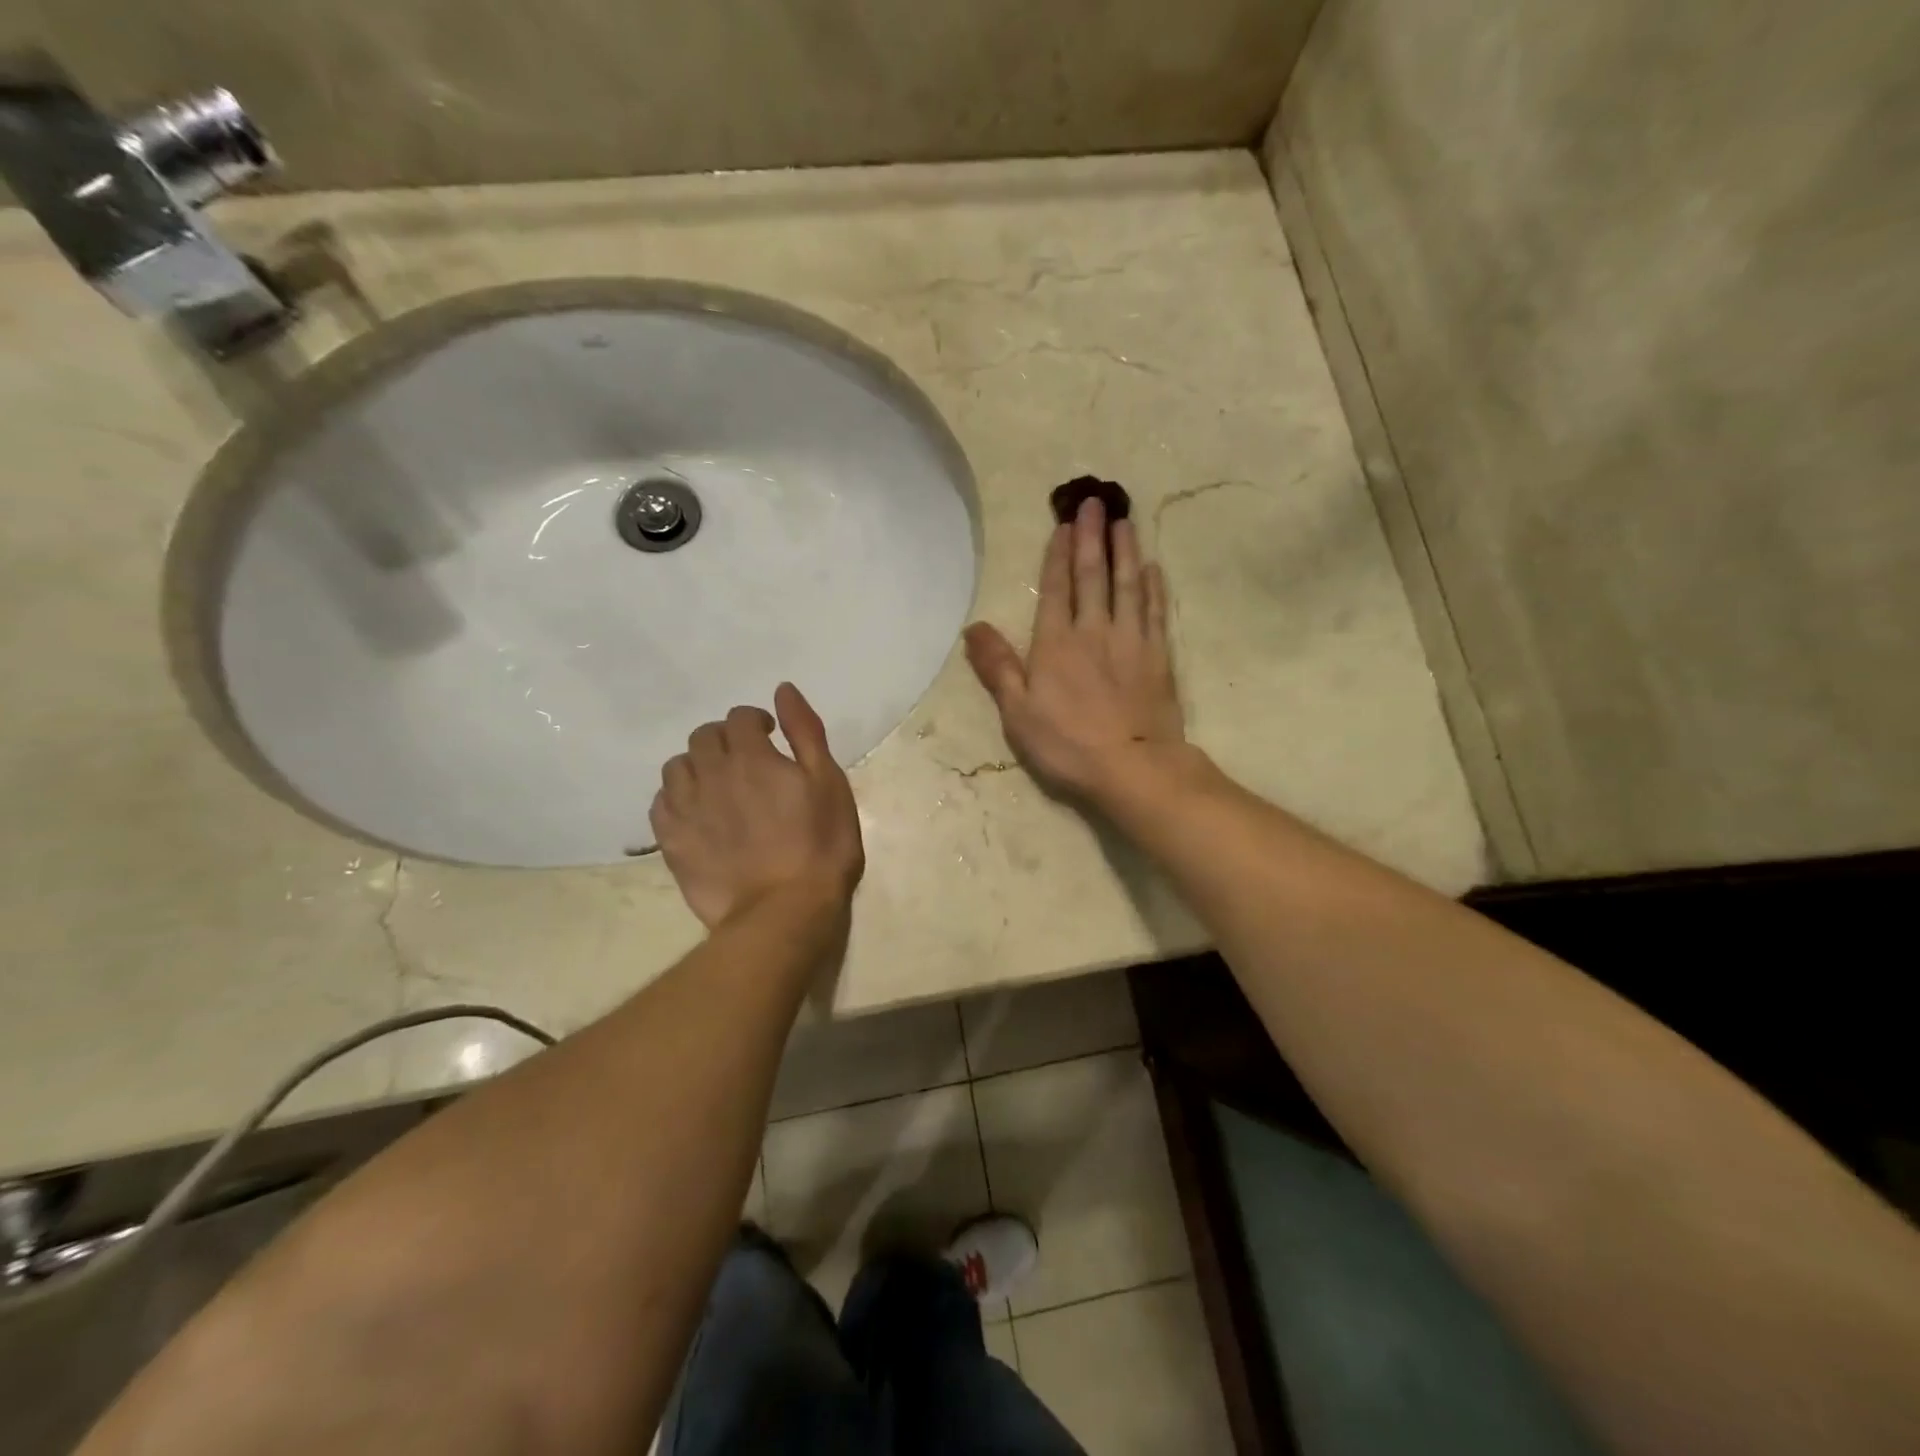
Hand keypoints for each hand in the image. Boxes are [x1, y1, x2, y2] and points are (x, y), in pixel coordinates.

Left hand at [650, 682, 864, 929]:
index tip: (771, 736)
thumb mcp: (829, 783)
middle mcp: (712, 775)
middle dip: (725, 739)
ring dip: (696, 765)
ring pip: (676, 767)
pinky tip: (695, 811)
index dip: (756, 721)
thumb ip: (805, 733)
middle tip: (746, 760)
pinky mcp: (672, 842)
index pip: (740, 718)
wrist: (785, 911)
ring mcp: (687, 810)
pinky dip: (675, 798)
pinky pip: (660, 804)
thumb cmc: (821, 846)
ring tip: (717, 785)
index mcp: (752, 757)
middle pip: (704, 737)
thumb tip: (783, 690)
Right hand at [964, 497, 1185, 798]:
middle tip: (1096, 501)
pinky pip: (1156, 613)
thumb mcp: (1017, 712)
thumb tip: (973, 627)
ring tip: (1124, 522)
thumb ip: (997, 667)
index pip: (1056, 588)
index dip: (1058, 554)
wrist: (1132, 767)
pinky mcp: (1158, 658)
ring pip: (1127, 586)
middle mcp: (1094, 631)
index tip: (1064, 523)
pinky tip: (1153, 569)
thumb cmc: (1067, 744)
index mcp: (1056, 643)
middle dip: (1092, 537)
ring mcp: (1131, 642)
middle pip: (1093, 576)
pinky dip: (1154, 589)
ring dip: (1124, 552)